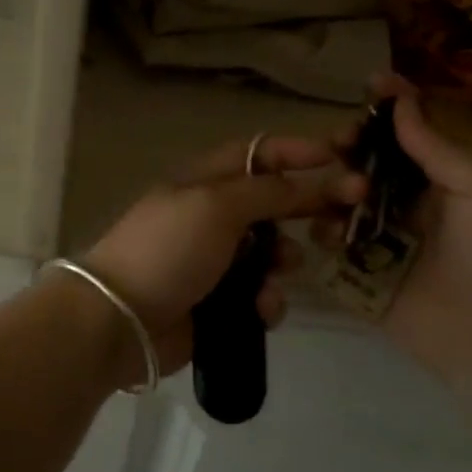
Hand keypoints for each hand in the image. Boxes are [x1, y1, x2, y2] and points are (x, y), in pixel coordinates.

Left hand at [82, 136, 365, 375]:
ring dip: (285, 260)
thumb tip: (302, 183)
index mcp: (203, 182)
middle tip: (348, 212)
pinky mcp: (219, 303)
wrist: (123, 320)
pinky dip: (267, 300)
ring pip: (272, 254)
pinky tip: (261, 308)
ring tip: (283, 267)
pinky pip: (260, 295)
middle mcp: (211, 217)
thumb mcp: (215, 206)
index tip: (338, 155)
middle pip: (272, 203)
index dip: (295, 151)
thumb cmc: (168, 250)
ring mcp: (214, 262)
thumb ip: (265, 191)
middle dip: (307, 207)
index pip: (255, 154)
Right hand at [355, 74, 471, 383]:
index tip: (369, 85)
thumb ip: (438, 148)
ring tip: (345, 197)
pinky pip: (325, 241)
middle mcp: (400, 201)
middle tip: (341, 145)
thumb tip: (401, 100)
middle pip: (362, 159)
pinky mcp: (354, 270)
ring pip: (337, 197)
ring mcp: (374, 236)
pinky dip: (321, 230)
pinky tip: (329, 233)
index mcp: (436, 179)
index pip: (405, 132)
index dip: (389, 106)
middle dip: (350, 145)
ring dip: (333, 187)